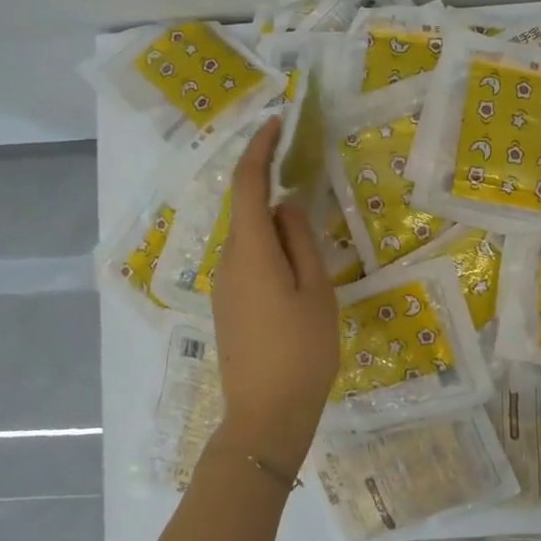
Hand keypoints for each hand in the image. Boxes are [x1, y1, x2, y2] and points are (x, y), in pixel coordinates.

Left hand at [209, 116, 341, 476]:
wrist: (265, 416)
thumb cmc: (301, 352)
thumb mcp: (315, 291)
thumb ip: (301, 241)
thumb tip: (285, 206)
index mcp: (250, 251)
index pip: (248, 185)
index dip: (260, 149)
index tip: (277, 124)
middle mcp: (228, 262)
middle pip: (248, 211)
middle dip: (273, 188)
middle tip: (309, 180)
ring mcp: (224, 287)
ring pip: (250, 239)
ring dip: (275, 225)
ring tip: (313, 236)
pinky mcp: (229, 307)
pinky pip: (249, 262)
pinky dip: (271, 250)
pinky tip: (298, 270)